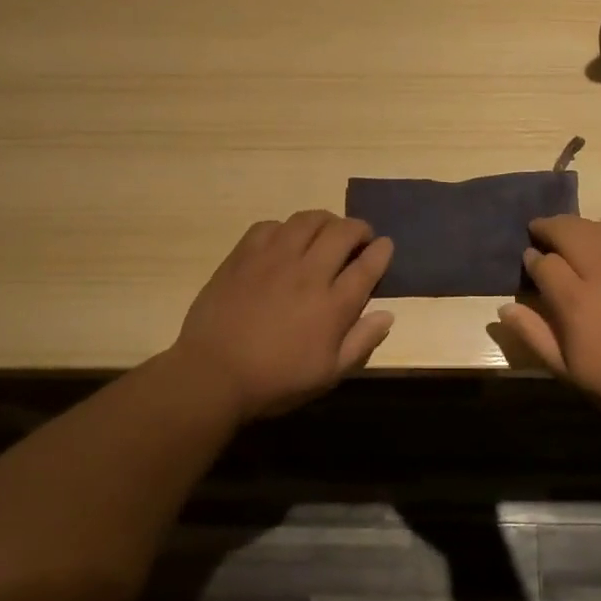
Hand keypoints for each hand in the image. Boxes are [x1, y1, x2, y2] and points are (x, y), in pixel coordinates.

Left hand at [170, 210, 394, 421]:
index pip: (368, 265)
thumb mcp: (328, 374)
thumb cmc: (276, 380)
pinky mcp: (244, 255)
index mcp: (333, 305)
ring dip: (325, 221)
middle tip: (360, 238)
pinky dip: (286, 228)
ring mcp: (273, 259)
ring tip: (326, 232)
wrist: (212, 374)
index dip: (382, 251)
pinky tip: (285, 241)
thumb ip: (362, 342)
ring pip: (308, 220)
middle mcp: (308, 273)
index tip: (386, 246)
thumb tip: (387, 315)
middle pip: (342, 232)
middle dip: (359, 228)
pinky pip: (271, 225)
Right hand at [498, 216, 600, 425]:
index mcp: (575, 301)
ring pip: (596, 226)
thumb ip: (534, 335)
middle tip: (538, 232)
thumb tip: (504, 307)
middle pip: (568, 231)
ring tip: (568, 232)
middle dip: (548, 228)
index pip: (543, 263)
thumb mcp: (568, 370)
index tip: (529, 262)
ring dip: (576, 225)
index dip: (531, 259)